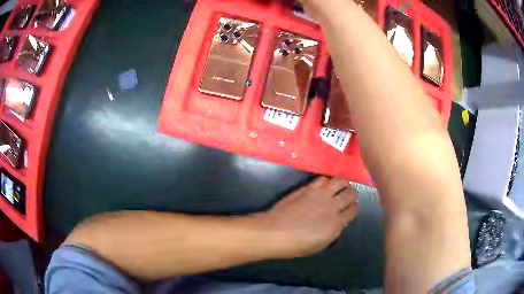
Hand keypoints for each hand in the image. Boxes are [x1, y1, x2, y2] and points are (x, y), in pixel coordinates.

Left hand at [257, 177, 357, 257]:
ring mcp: (320, 195)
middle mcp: (332, 206)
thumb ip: (333, 231)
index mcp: (336, 224)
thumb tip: (339, 221)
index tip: (350, 209)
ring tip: (340, 187)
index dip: (353, 209)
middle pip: (350, 194)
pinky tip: (325, 185)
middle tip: (348, 196)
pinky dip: (328, 180)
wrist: (275, 232)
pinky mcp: (308, 188)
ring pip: (340, 181)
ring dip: (343, 184)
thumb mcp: (321, 244)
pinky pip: (323, 179)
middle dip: (352, 195)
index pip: (353, 210)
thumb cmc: (296, 245)